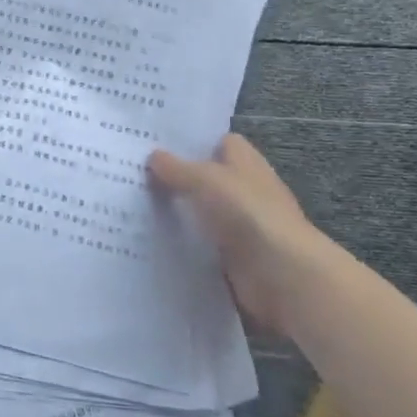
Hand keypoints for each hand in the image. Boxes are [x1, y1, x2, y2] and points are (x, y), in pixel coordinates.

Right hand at [147, 133, 334, 333]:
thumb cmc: (247, 213)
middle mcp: (246, 191)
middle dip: (178, 178)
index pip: (221, 142)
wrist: (282, 275)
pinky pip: (203, 245)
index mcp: (246, 163)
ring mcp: (242, 226)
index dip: (194, 141)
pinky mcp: (235, 258)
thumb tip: (153, 156)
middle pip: (209, 179)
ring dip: (178, 213)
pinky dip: (183, 244)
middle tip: (135, 174)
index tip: (157, 143)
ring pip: (203, 213)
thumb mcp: (204, 180)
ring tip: (134, 206)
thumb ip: (176, 167)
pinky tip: (151, 240)